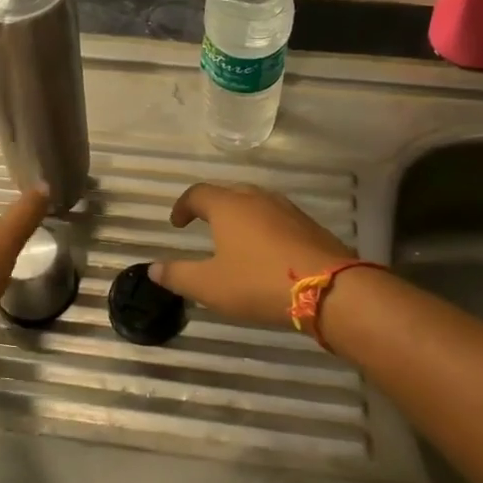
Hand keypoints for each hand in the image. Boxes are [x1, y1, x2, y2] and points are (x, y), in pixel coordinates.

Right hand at [148, 183, 355, 328]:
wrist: (330, 289)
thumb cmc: (259, 283)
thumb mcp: (210, 286)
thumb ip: (178, 275)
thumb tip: (152, 269)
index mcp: (228, 206)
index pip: (198, 194)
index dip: (183, 206)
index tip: (176, 223)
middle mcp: (257, 198)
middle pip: (229, 193)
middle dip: (213, 207)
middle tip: (204, 226)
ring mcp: (287, 209)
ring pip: (257, 204)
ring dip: (241, 216)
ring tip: (235, 238)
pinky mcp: (310, 225)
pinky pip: (278, 219)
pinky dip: (265, 228)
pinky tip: (267, 252)